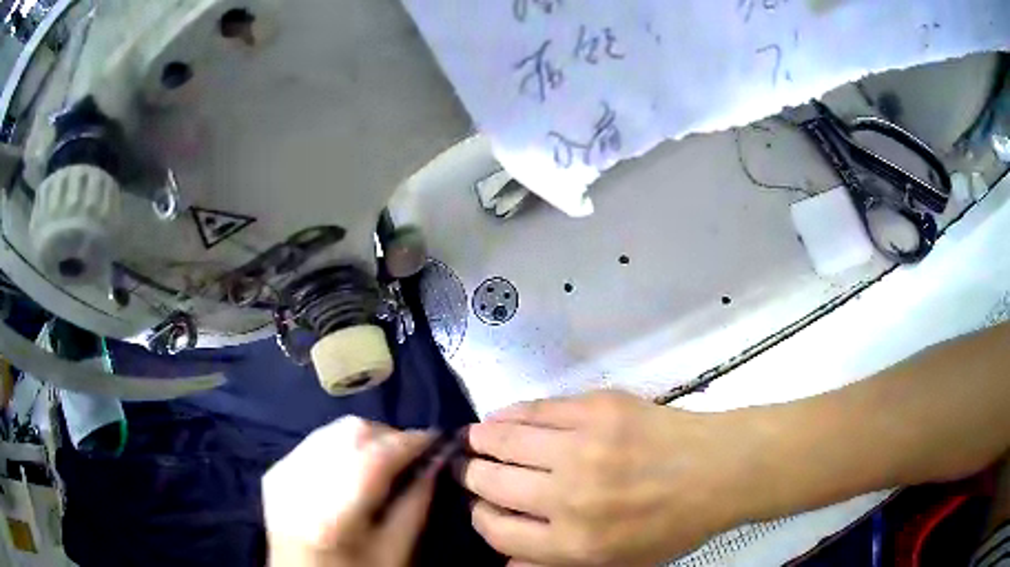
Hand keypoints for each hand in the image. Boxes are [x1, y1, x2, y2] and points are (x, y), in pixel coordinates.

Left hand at [263, 417, 440, 566]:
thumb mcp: (395, 553)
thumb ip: (416, 504)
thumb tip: (435, 461)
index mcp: (332, 514)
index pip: (375, 457)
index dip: (410, 442)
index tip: (437, 439)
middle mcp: (299, 484)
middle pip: (350, 432)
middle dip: (388, 436)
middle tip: (412, 454)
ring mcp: (282, 475)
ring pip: (332, 431)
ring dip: (366, 438)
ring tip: (386, 459)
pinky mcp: (274, 473)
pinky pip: (314, 442)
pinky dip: (342, 446)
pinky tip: (354, 467)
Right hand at [458, 391, 751, 566]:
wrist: (721, 470)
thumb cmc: (673, 525)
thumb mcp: (619, 565)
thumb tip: (504, 562)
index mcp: (575, 543)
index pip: (497, 531)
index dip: (480, 518)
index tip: (482, 508)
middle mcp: (570, 497)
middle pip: (491, 483)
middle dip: (472, 477)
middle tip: (469, 471)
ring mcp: (582, 447)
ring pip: (504, 441)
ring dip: (480, 441)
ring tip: (474, 441)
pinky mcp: (596, 409)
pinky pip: (535, 409)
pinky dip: (509, 414)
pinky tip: (499, 418)